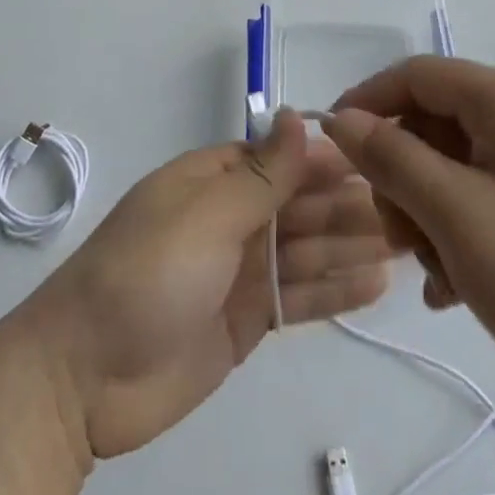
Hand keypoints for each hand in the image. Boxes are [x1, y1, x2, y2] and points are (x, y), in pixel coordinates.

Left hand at [23, 111, 392, 459]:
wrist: (84, 380)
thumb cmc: (145, 276)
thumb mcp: (206, 215)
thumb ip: (261, 174)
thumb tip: (297, 114)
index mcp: (213, 180)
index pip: (280, 160)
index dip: (327, 162)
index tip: (380, 163)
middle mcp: (230, 218)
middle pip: (299, 206)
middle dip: (348, 206)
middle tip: (410, 211)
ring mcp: (240, 271)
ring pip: (306, 250)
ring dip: (351, 246)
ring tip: (407, 245)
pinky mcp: (247, 320)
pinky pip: (299, 296)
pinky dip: (334, 290)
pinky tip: (377, 284)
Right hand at [324, 57, 494, 431]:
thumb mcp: (453, 213)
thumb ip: (390, 156)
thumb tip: (341, 118)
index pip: (419, 74)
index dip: (369, 100)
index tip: (332, 143)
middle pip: (434, 122)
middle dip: (402, 174)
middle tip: (393, 232)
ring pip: (452, 166)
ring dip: (426, 213)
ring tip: (431, 270)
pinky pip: (482, 198)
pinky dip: (456, 232)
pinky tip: (452, 287)